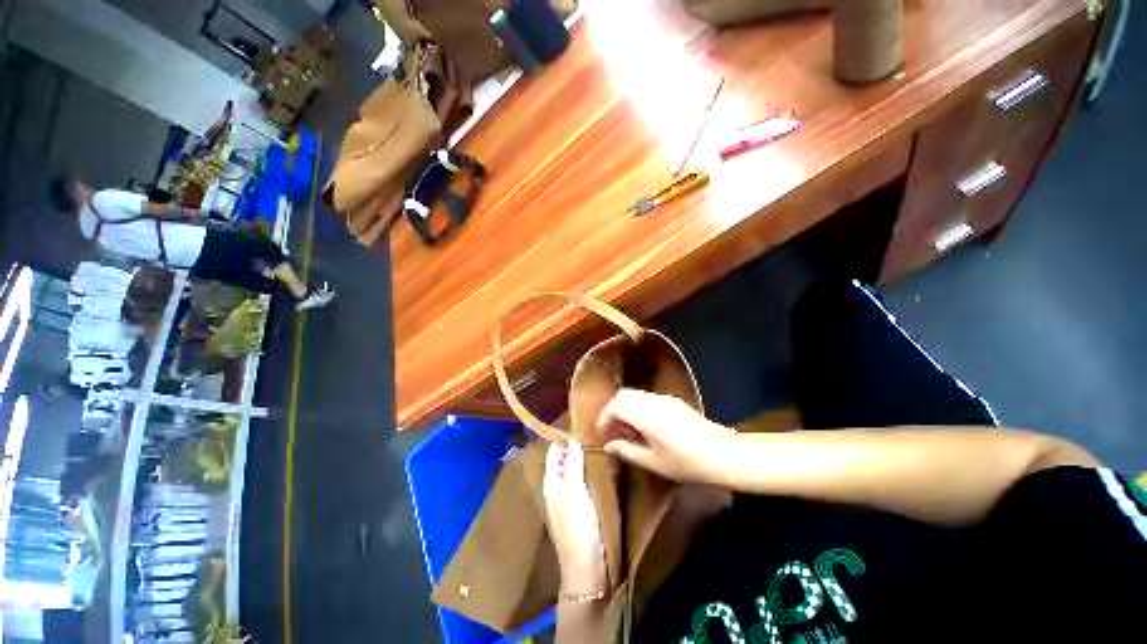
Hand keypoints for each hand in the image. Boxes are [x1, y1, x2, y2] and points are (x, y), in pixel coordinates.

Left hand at [543, 438, 606, 595]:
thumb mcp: (574, 490)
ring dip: (584, 457)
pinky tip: (602, 464)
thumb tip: (571, 439)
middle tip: (596, 431)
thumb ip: (572, 463)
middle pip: (564, 459)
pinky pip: (584, 480)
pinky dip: (590, 470)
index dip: (564, 437)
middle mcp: (558, 486)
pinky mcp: (582, 505)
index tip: (582, 423)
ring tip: (601, 443)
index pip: (554, 451)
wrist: (587, 565)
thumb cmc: (578, 524)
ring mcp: (570, 496)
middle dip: (576, 445)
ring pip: (575, 469)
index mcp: (552, 480)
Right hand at [598, 389, 738, 485]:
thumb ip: (627, 451)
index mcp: (643, 414)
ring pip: (635, 395)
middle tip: (613, 431)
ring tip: (629, 431)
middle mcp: (651, 400)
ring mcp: (663, 398)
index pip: (614, 405)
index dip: (604, 417)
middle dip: (613, 410)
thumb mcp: (653, 461)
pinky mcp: (673, 401)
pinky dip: (638, 407)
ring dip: (626, 408)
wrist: (722, 453)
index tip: (602, 433)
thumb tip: (608, 446)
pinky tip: (646, 427)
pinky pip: (647, 398)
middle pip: (623, 395)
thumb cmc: (685, 462)